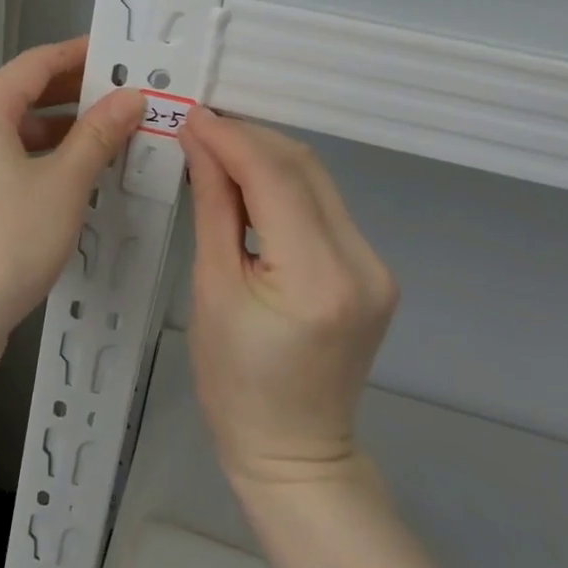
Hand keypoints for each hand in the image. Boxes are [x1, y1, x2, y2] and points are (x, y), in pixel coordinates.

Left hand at [0, 37, 142, 376]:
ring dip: (58, 134)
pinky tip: (70, 182)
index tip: (117, 54)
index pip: (35, 64)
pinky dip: (37, 162)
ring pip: (13, 135)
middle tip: (122, 98)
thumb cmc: (6, 240)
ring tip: (106, 142)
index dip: (78, 55)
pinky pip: (1, 164)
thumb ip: (98, 135)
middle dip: (73, 96)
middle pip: (21, 97)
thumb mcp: (64, 184)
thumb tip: (130, 98)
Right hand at [179, 110, 397, 486]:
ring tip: (217, 150)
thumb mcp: (212, 289)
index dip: (231, 138)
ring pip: (317, 181)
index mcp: (317, 277)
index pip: (275, 178)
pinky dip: (284, 185)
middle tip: (200, 129)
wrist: (294, 451)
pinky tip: (249, 183)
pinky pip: (323, 207)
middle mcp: (361, 262)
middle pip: (304, 169)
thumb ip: (213, 207)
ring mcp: (375, 265)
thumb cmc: (235, 382)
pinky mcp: (372, 269)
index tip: (191, 116)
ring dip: (266, 157)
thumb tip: (200, 142)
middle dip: (249, 139)